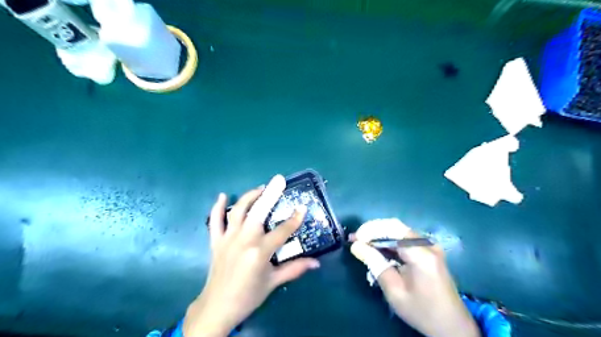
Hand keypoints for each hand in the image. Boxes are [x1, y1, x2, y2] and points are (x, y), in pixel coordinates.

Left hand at [183, 175, 320, 335]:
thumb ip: (294, 269)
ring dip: (250, 196)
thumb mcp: (273, 283)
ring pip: (238, 211)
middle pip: (259, 212)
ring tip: (261, 187)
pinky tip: (223, 195)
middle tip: (279, 179)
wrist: (217, 307)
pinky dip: (217, 207)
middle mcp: (244, 240)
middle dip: (270, 194)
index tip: (302, 207)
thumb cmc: (248, 296)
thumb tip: (316, 263)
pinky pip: (215, 221)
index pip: (282, 231)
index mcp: (260, 252)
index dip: (294, 219)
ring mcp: (228, 239)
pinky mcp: (216, 241)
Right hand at [351, 220, 481, 335]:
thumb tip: (356, 246)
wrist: (452, 325)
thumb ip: (375, 264)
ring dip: (379, 235)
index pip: (392, 229)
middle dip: (373, 231)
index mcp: (421, 254)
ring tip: (362, 242)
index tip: (354, 238)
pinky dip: (389, 241)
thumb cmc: (421, 310)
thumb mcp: (394, 290)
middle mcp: (427, 244)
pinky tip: (377, 248)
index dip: (371, 230)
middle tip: (355, 239)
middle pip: (395, 227)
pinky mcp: (429, 250)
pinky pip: (405, 238)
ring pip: (399, 231)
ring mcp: (430, 246)